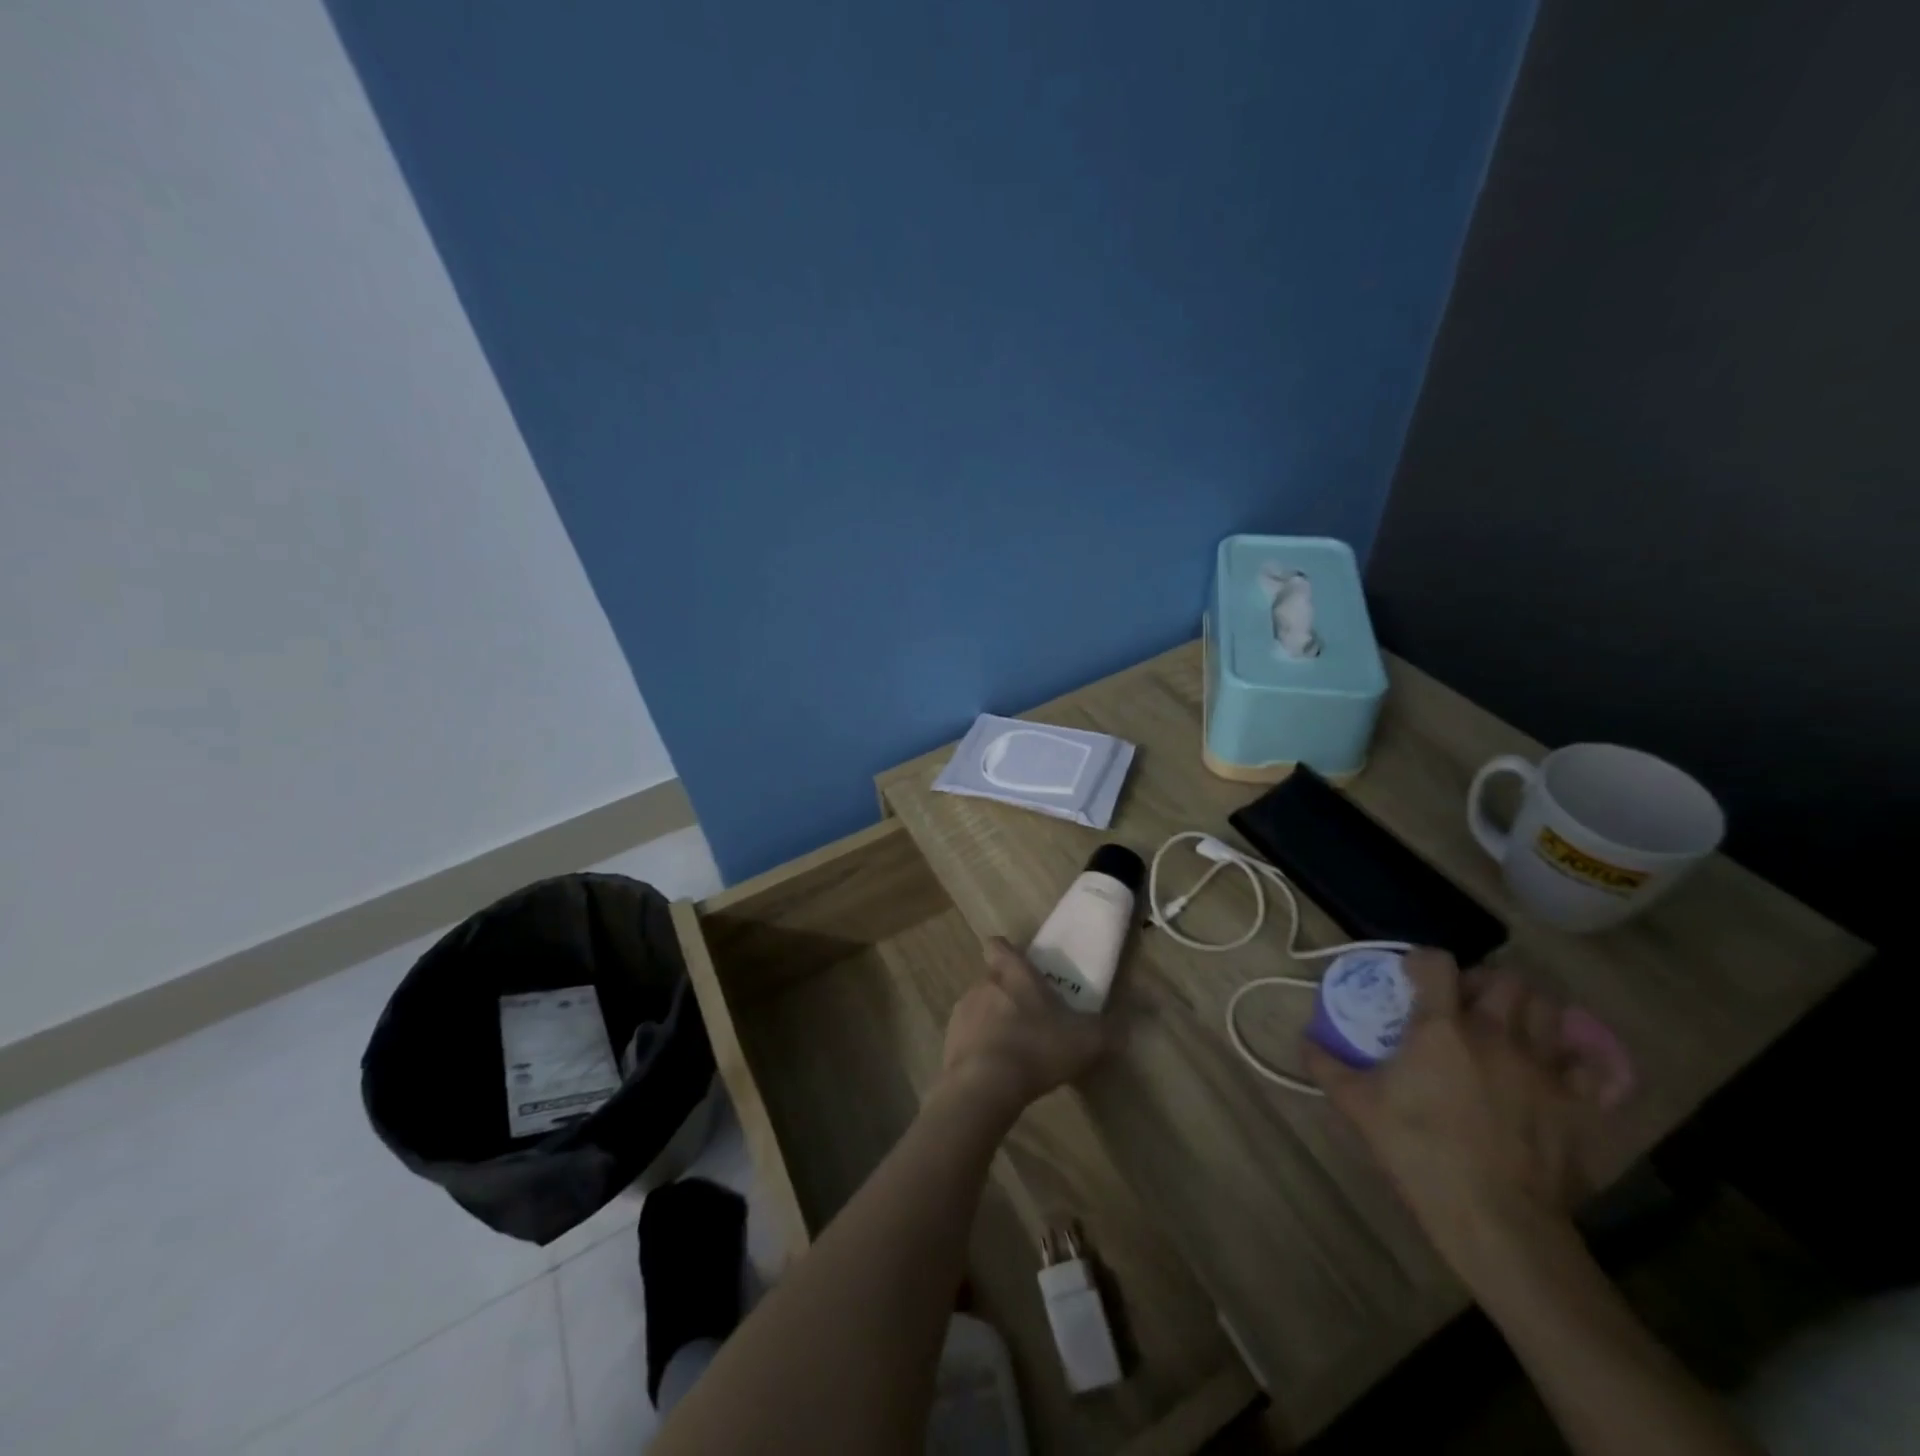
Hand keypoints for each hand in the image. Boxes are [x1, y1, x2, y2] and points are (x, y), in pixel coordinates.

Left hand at [937, 938, 1117, 1122]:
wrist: (984, 1085)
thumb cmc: (1037, 1048)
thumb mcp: (1086, 1041)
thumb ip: (1110, 1031)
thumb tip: (1129, 1026)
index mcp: (1013, 972)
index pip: (999, 945)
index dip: (1007, 952)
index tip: (1020, 967)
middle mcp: (983, 983)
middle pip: (993, 978)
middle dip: (1008, 994)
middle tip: (1031, 1019)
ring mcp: (962, 1010)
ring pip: (979, 1007)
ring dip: (992, 1021)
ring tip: (1014, 1049)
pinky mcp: (949, 1039)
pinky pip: (967, 1036)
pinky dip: (979, 1047)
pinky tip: (996, 1070)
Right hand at [1306, 950, 1625, 1258]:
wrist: (1495, 1220)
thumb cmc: (1419, 1153)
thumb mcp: (1358, 1106)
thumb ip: (1327, 1066)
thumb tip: (1304, 1040)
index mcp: (1442, 1028)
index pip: (1437, 962)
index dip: (1422, 960)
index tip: (1410, 976)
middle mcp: (1496, 1034)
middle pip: (1505, 978)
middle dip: (1483, 981)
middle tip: (1464, 1003)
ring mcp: (1544, 1067)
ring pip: (1549, 1008)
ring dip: (1527, 1008)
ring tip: (1508, 1026)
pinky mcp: (1580, 1103)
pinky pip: (1592, 1063)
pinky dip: (1577, 1056)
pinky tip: (1557, 1065)